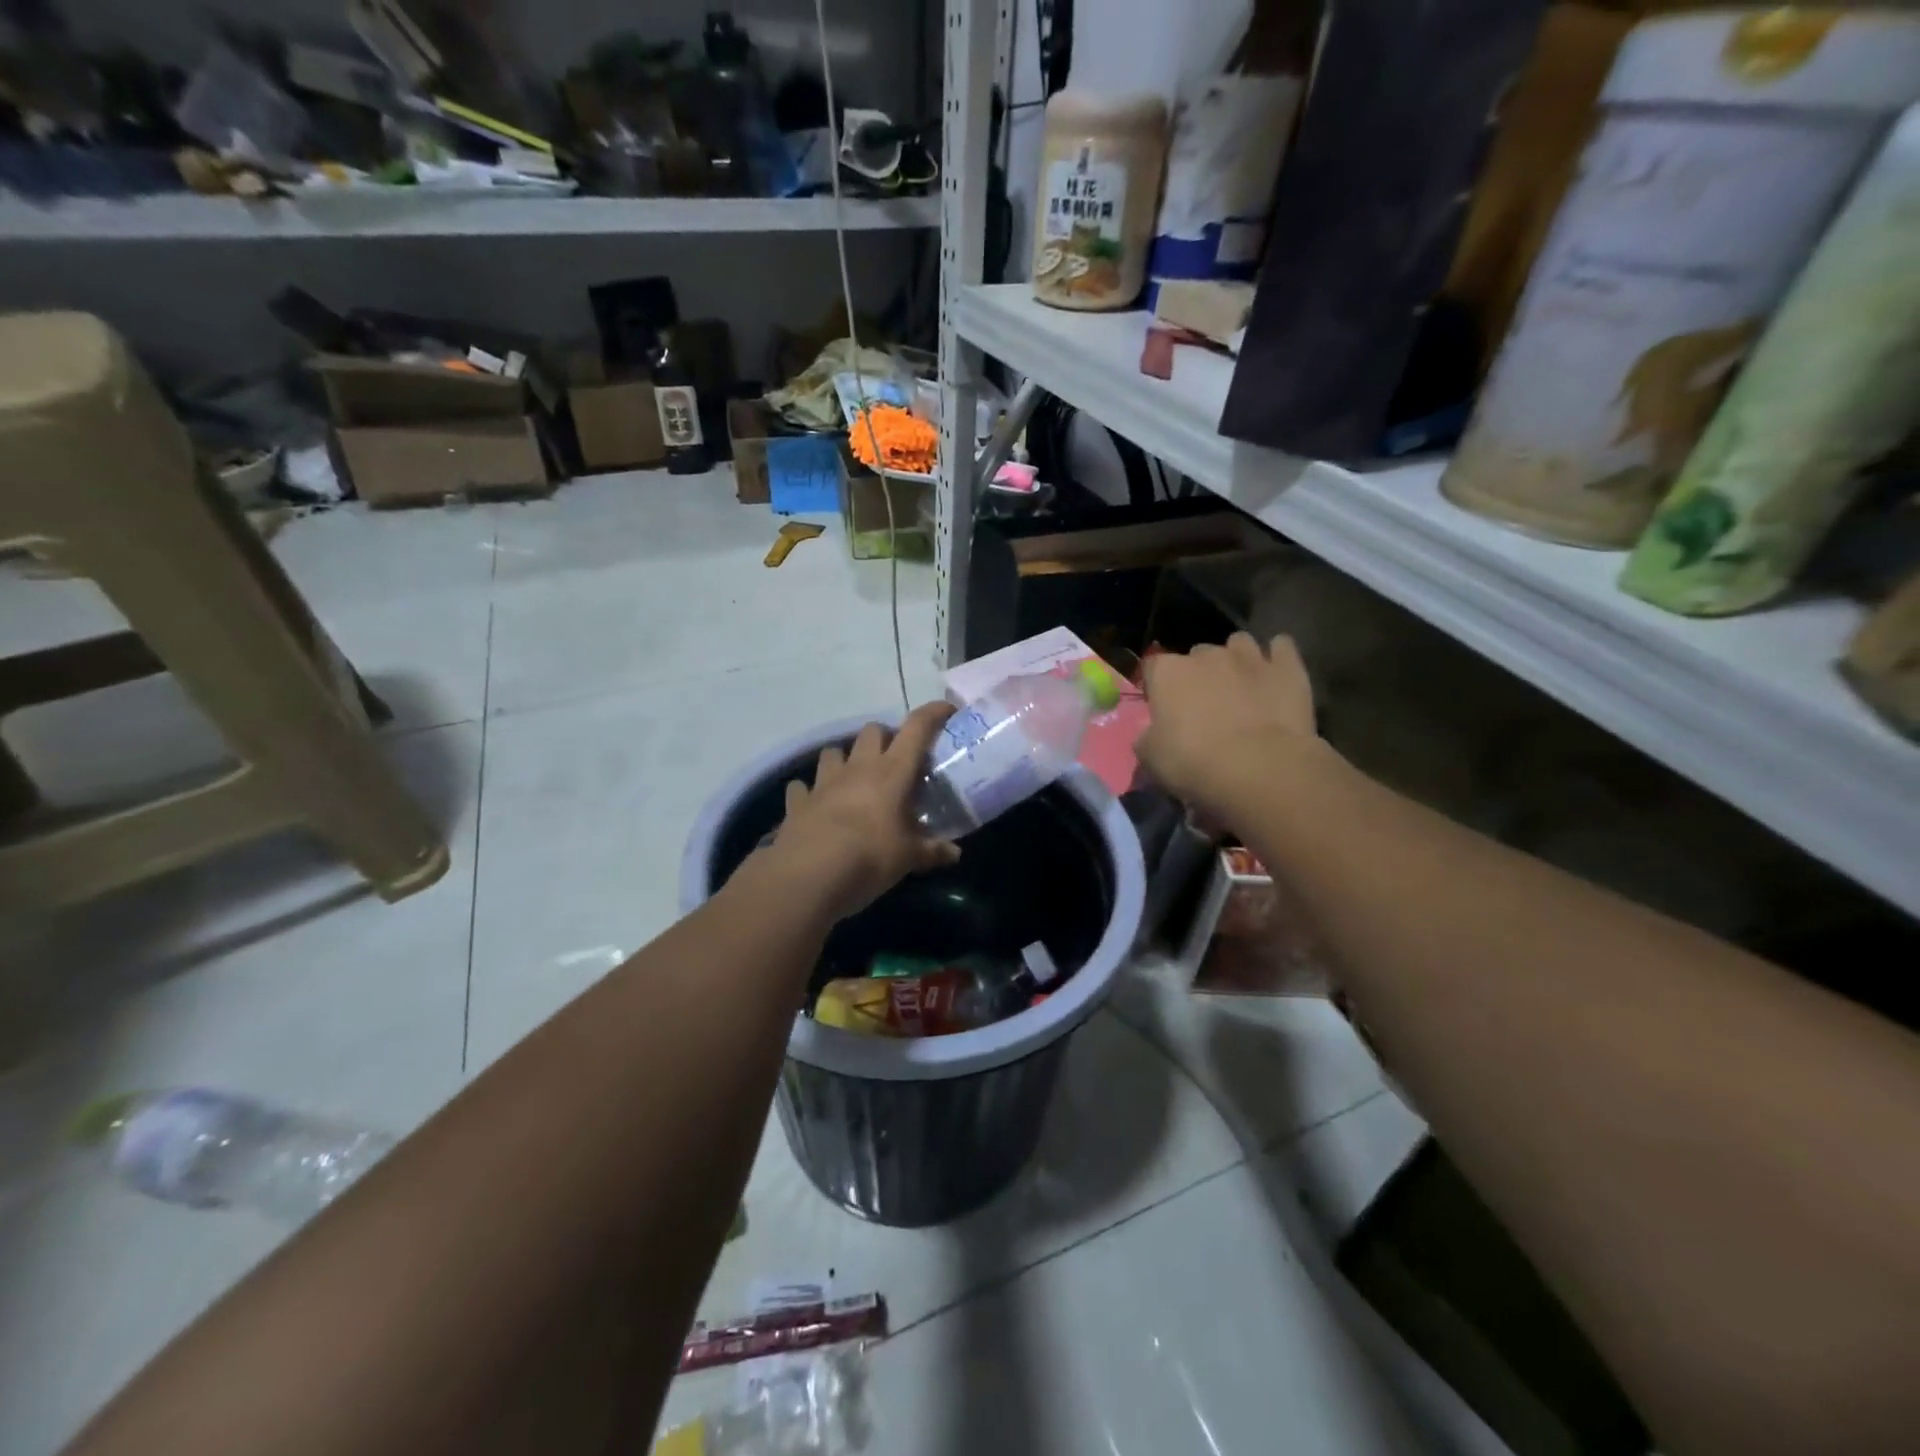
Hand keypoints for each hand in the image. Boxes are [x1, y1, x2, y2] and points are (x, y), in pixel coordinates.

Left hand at [759, 701, 961, 922]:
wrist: (809, 874)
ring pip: (834, 751)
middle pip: (872, 731)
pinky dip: (810, 791)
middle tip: (896, 760)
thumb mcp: (909, 858)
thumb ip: (933, 851)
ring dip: (846, 759)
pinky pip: (803, 786)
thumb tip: (955, 854)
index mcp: (892, 771)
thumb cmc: (870, 857)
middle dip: (885, 738)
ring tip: (854, 778)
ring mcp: (824, 781)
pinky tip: (817, 804)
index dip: (933, 713)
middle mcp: (858, 767)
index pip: (917, 728)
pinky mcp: (799, 801)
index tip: (947, 711)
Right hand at [1138, 633, 1317, 815]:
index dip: (1157, 688)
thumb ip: (1147, 736)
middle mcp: (1206, 655)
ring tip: (1241, 687)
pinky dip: (1277, 658)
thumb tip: (1152, 732)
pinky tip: (1275, 676)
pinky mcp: (1288, 666)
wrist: (1261, 770)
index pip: (1153, 668)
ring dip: (1237, 660)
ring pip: (1239, 644)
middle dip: (1199, 675)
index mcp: (1167, 672)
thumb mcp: (1151, 759)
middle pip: (1197, 655)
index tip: (1164, 711)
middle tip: (1205, 707)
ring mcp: (1250, 656)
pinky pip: (1281, 647)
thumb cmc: (1195, 763)